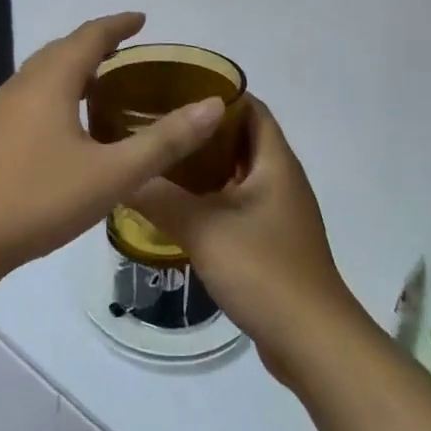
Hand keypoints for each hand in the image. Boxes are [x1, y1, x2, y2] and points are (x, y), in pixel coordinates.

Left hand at [0, 14, 226, 281]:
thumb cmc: (38, 199)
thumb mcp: (112, 174)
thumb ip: (164, 141)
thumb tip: (212, 106)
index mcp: (51, 82)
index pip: (90, 37)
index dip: (118, 25)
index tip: (142, 19)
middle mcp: (23, 85)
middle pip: (63, 50)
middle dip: (96, 44)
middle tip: (128, 50)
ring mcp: (2, 111)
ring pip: (44, 75)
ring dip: (74, 69)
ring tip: (103, 83)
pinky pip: (33, 97)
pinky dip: (58, 93)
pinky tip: (69, 126)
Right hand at [130, 98, 366, 383]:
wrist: (310, 340)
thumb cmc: (263, 270)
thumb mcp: (203, 228)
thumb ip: (158, 197)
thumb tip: (120, 174)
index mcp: (275, 162)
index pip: (250, 107)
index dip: (216, 93)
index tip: (172, 89)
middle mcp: (280, 179)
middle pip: (241, 139)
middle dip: (201, 130)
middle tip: (155, 125)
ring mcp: (278, 212)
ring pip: (237, 174)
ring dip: (203, 166)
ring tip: (158, 160)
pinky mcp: (270, 241)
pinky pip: (237, 204)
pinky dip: (210, 197)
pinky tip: (176, 207)